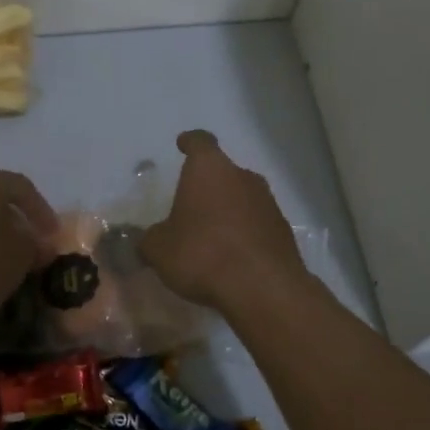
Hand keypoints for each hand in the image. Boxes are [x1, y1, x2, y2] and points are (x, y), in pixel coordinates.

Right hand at [139, 131, 306, 310]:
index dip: (190, 142)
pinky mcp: (283, 230)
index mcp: (209, 169)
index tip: (183, 143)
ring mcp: (268, 202)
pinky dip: (244, 233)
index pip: (200, 142)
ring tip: (211, 235)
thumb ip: (149, 240)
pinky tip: (232, 256)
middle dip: (208, 186)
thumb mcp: (159, 250)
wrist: (262, 288)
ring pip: (242, 197)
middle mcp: (242, 176)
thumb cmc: (202, 254)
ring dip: (228, 210)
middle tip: (190, 206)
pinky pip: (257, 223)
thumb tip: (146, 240)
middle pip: (223, 172)